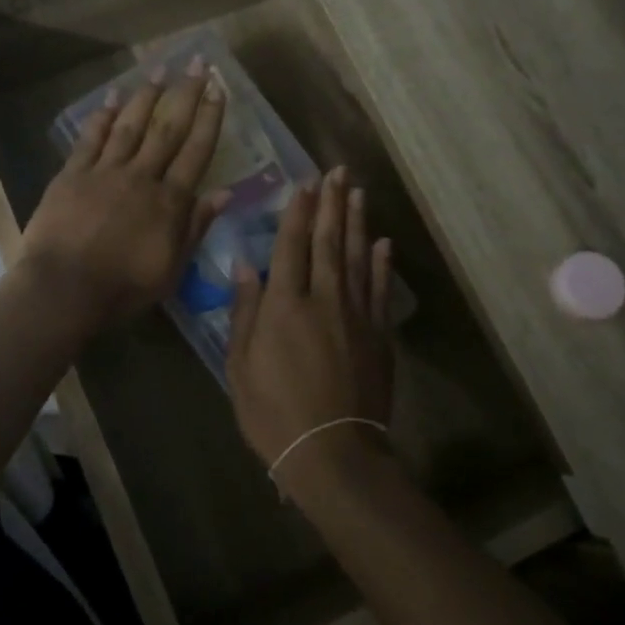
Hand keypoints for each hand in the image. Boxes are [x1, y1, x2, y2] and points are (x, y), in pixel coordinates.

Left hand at [18, 56, 228, 331]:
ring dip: (145, 96)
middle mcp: (141, 177)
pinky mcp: (71, 175)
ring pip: (130, 126)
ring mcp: (104, 172)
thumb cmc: (123, 288)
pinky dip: (101, 117)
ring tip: (159, 69)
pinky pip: (90, 139)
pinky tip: (110, 98)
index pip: (196, 152)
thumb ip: (195, 227)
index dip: (210, 119)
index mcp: (169, 202)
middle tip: (197, 63)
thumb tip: (224, 193)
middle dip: (185, 94)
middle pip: (167, 129)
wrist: (64, 289)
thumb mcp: (171, 268)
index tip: (219, 89)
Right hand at [227, 167, 393, 484]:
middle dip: (332, 204)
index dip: (298, 212)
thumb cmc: (273, 413)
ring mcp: (357, 316)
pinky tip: (383, 243)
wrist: (333, 453)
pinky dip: (382, 265)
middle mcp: (324, 299)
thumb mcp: (240, 366)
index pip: (291, 245)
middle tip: (338, 171)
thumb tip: (245, 266)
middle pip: (329, 241)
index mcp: (284, 305)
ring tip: (358, 192)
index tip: (304, 182)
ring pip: (357, 258)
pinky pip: (380, 291)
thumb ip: (245, 312)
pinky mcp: (379, 335)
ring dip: (357, 222)